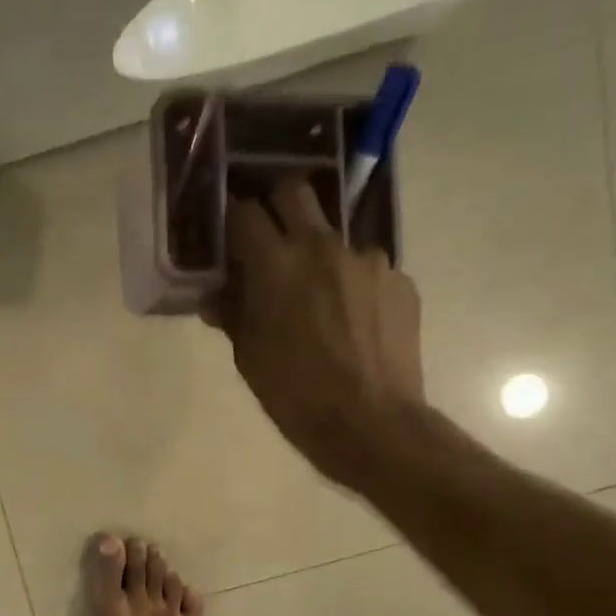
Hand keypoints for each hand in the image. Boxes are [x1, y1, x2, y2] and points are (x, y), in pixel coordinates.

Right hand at [202, 178, 426, 489]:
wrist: (371, 423)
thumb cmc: (295, 396)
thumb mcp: (249, 358)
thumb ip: (232, 316)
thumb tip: (215, 297)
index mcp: (277, 264)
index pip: (244, 213)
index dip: (231, 220)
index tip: (227, 238)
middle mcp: (323, 247)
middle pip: (293, 192)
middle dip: (275, 208)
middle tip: (268, 243)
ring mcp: (368, 260)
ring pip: (333, 236)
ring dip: (317, 256)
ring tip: (317, 301)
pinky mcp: (399, 281)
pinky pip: (366, 270)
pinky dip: (351, 286)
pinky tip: (350, 324)